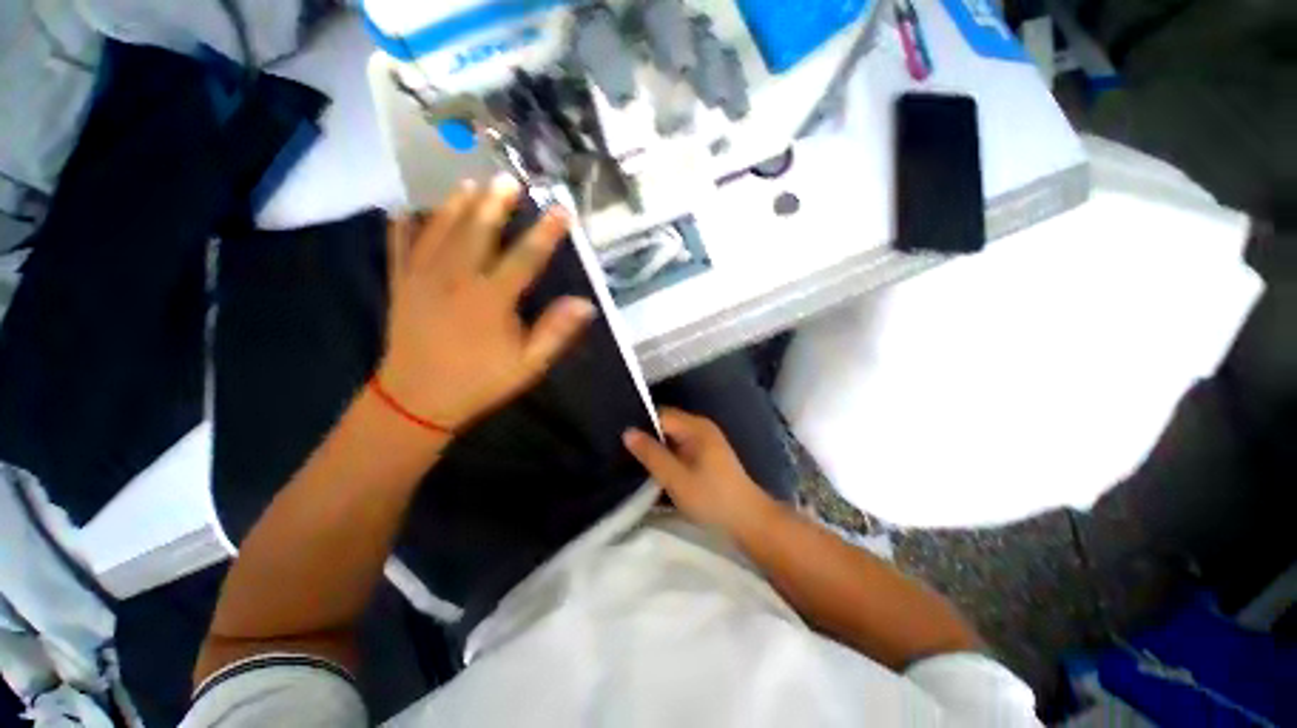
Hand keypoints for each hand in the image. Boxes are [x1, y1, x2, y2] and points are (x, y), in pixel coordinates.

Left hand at [376, 176, 594, 431]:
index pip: (525, 258)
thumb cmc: (480, 381)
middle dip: (495, 203)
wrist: (417, 399)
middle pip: (477, 231)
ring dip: (455, 204)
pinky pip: (399, 245)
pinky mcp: (400, 283)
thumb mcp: (528, 364)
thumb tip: (585, 304)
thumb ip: (556, 331)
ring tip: (469, 183)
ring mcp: (422, 277)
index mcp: (490, 300)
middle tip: (508, 179)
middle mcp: (455, 279)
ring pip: (439, 230)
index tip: (562, 210)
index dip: (546, 233)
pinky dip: (403, 224)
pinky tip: (406, 208)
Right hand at [623, 408, 779, 536]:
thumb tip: (627, 432)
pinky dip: (667, 457)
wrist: (749, 521)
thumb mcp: (676, 478)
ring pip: (671, 438)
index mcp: (695, 427)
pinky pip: (679, 448)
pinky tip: (655, 470)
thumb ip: (651, 454)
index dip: (640, 425)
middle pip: (665, 425)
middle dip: (646, 438)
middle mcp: (700, 428)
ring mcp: (705, 441)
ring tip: (633, 462)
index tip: (619, 441)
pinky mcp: (706, 455)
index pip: (660, 415)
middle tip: (622, 453)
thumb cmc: (712, 498)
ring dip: (656, 449)